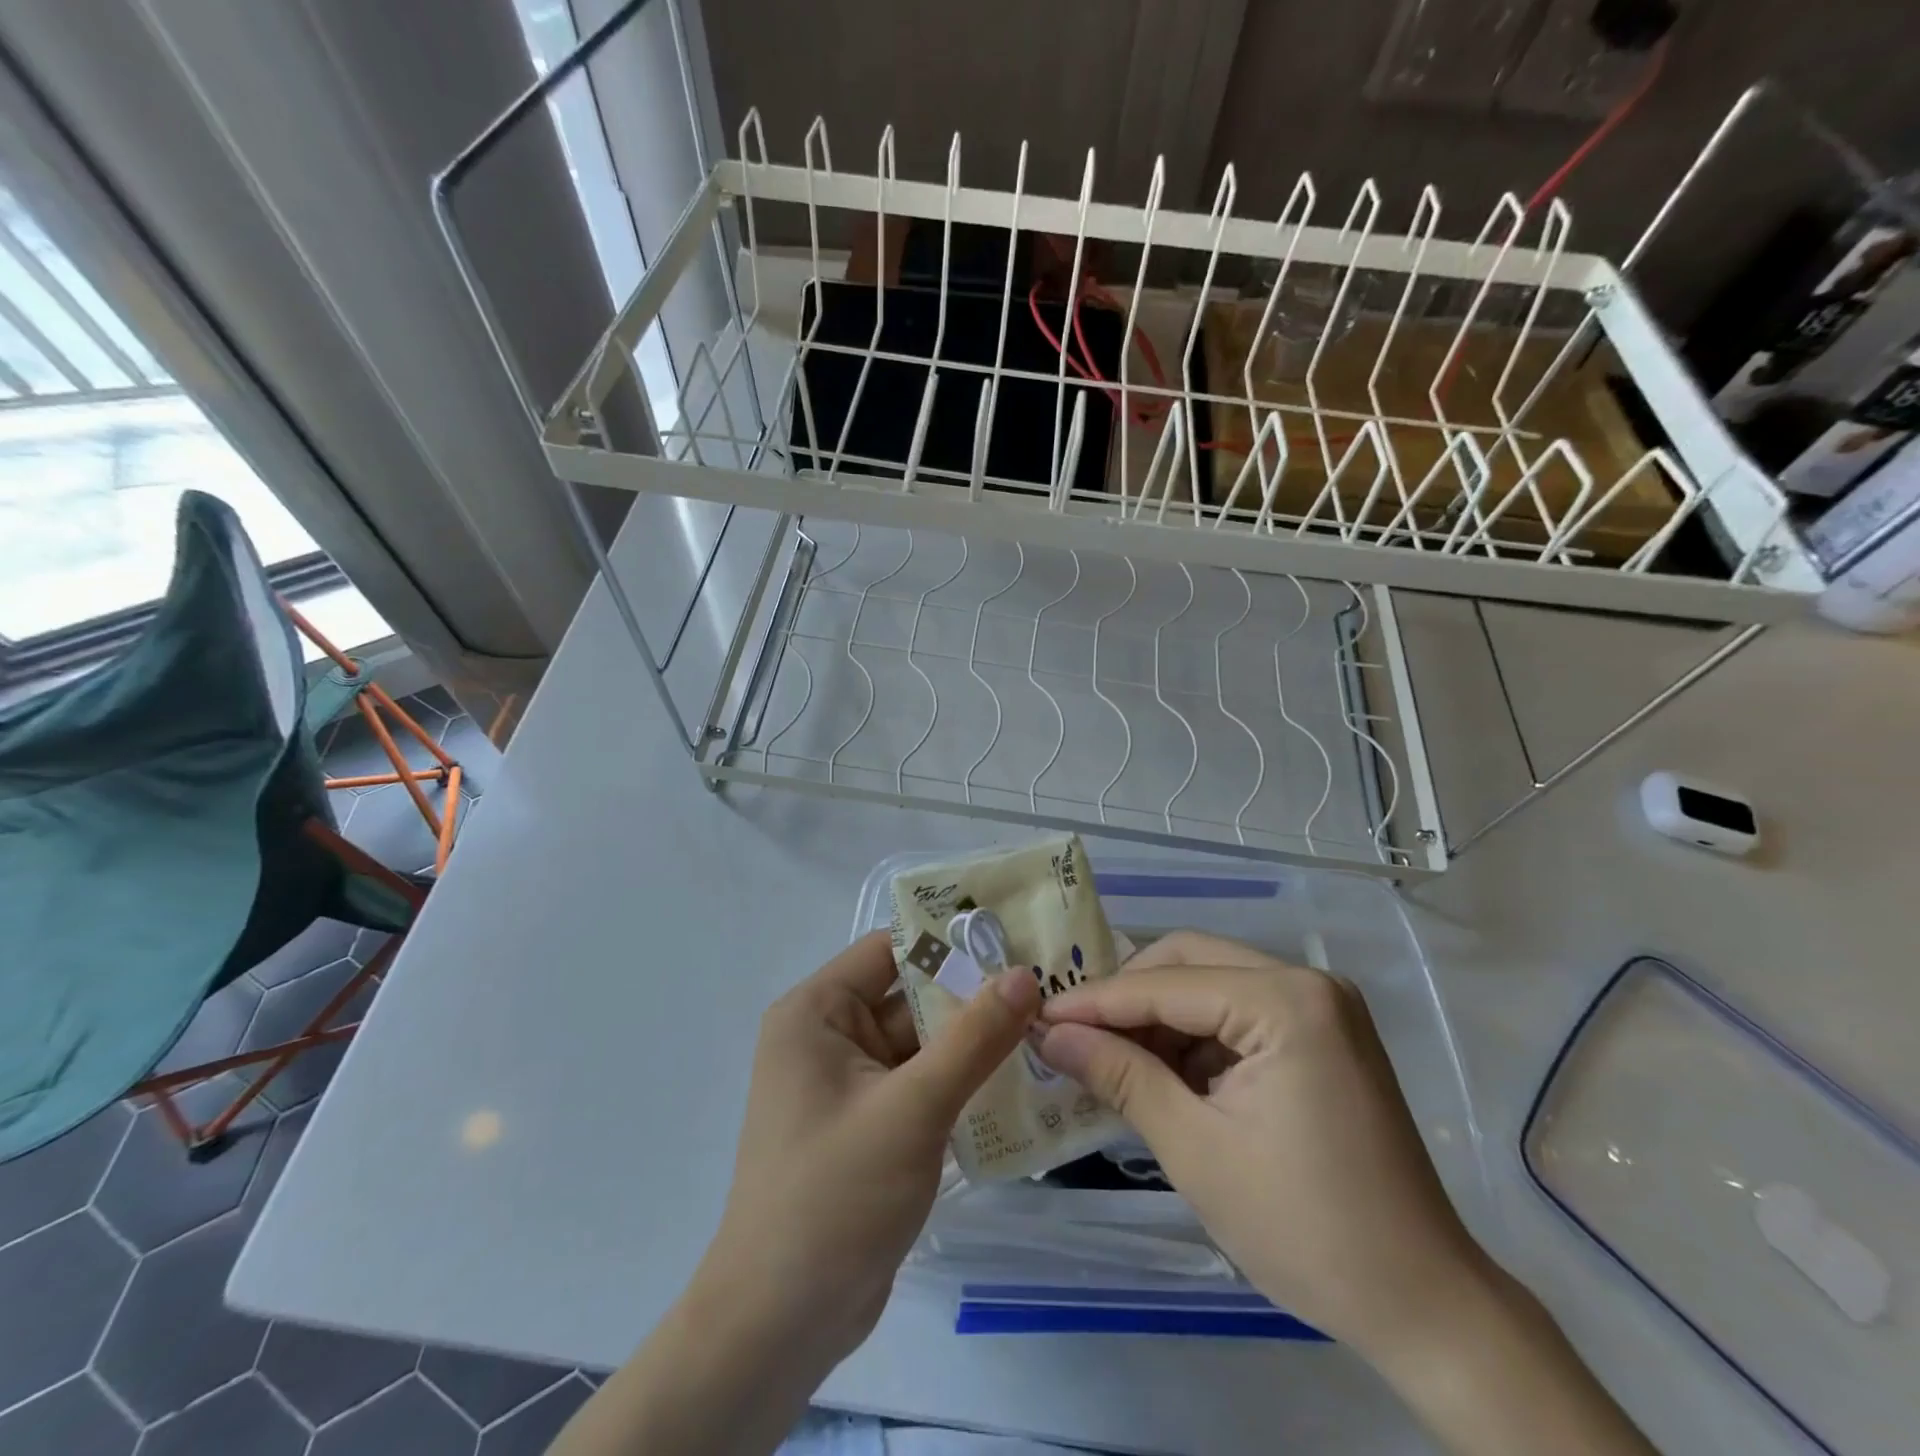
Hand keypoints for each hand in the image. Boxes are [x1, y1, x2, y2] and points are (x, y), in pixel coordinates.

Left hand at [699, 930, 1039, 1368]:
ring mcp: (851, 1084)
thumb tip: (1024, 974)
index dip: (952, 943)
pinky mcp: (871, 1125)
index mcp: (818, 1011)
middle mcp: (830, 1036)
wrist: (781, 1324)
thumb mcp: (912, 1108)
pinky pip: (922, 1084)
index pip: (892, 951)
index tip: (1017, 941)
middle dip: (974, 996)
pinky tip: (1022, 1083)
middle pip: (912, 996)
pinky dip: (962, 1082)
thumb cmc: (835, 1196)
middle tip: (1049, 987)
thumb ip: (972, 1038)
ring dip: (975, 1042)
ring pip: (923, 1043)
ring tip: (1049, 1028)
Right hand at [1036, 931, 1491, 1365]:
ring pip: (1211, 983)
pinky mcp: (1322, 1033)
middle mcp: (1307, 981)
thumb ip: (1120, 1076)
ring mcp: (1320, 1005)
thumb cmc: (1305, 1229)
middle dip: (1127, 998)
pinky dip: (1194, 1037)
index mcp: (1286, 1001)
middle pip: (1189, 962)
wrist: (1423, 1305)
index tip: (1039, 1017)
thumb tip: (1050, 1035)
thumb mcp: (1195, 1149)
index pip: (1166, 985)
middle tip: (1074, 1035)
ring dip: (1158, 1018)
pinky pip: (1238, 1013)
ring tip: (1110, 1060)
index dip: (1096, 1002)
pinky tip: (1162, 1074)